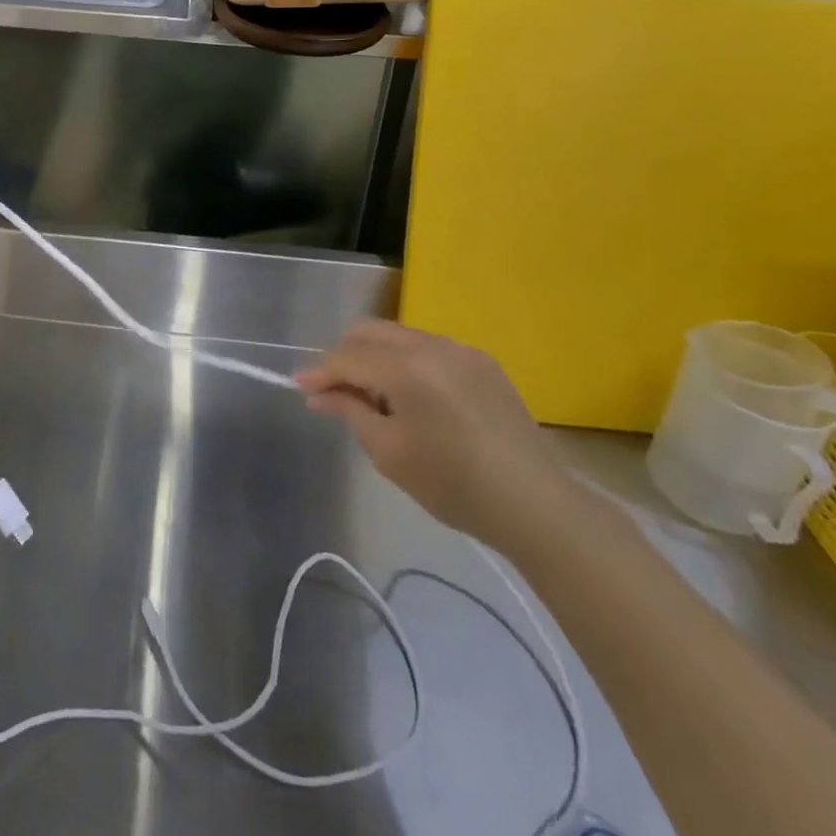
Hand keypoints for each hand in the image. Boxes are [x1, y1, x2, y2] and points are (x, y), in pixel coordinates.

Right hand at [296, 321, 582, 558]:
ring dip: (375, 357)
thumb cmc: (453, 485)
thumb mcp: (389, 453)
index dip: (319, 372)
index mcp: (406, 368)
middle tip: (333, 390)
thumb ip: (350, 412)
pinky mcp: (482, 361)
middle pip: (370, 332)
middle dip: (344, 355)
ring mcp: (460, 349)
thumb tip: (318, 394)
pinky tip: (411, 396)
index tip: (299, 387)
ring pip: (399, 336)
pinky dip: (406, 362)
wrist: (536, 504)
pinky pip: (429, 348)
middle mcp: (431, 345)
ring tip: (371, 396)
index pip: (347, 357)